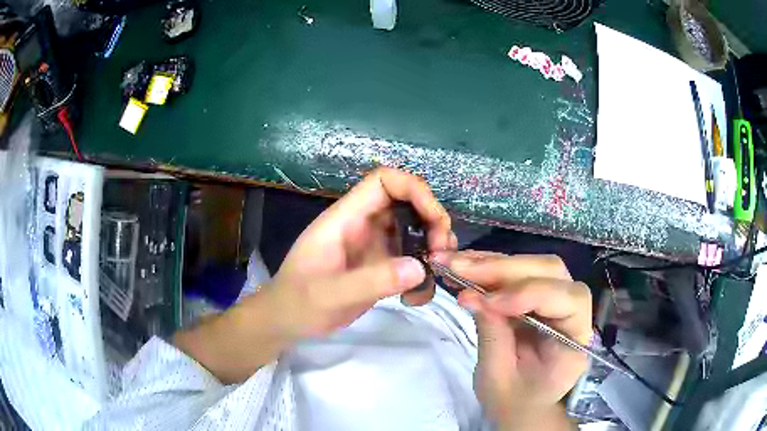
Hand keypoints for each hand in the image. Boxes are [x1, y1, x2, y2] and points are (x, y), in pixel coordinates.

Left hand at [269, 167, 455, 338]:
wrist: (287, 322)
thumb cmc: (297, 303)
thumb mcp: (329, 294)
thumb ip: (372, 281)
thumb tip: (421, 267)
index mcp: (346, 218)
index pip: (383, 181)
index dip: (414, 189)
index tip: (434, 220)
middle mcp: (362, 225)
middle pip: (407, 203)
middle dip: (432, 222)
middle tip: (442, 253)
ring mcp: (372, 246)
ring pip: (414, 231)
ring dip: (432, 248)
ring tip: (436, 275)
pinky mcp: (379, 267)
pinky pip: (409, 260)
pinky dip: (421, 274)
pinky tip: (416, 298)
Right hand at [435, 251, 590, 429]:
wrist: (521, 405)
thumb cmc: (514, 401)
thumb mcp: (498, 379)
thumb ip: (492, 336)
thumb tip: (472, 295)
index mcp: (575, 340)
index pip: (568, 300)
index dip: (528, 294)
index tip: (485, 301)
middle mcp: (573, 312)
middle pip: (551, 272)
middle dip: (504, 268)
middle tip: (459, 268)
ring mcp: (556, 299)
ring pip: (533, 265)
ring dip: (492, 262)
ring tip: (453, 263)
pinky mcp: (537, 295)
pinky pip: (517, 272)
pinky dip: (489, 267)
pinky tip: (464, 267)